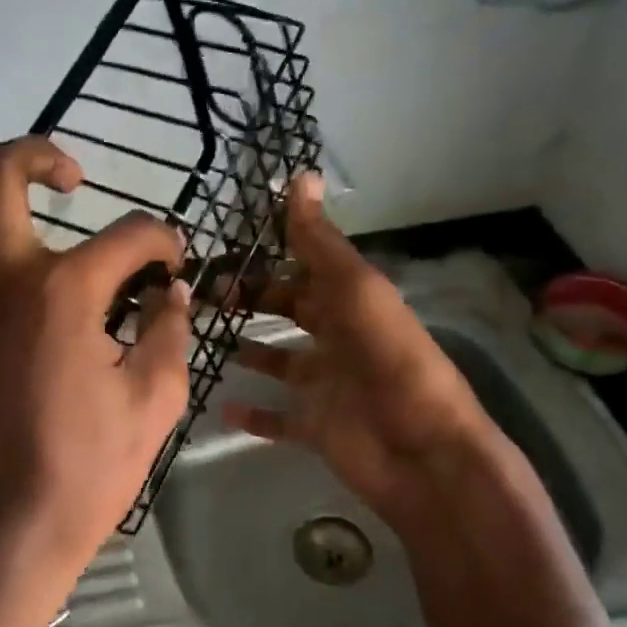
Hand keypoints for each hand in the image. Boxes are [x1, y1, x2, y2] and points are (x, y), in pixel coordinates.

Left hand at [0, 137, 191, 626]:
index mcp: (64, 290)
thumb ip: (169, 331)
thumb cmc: (91, 467)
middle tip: (69, 178)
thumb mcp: (155, 399)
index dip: (163, 241)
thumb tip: (173, 291)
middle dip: (39, 155)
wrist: (10, 526)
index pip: (129, 236)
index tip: (172, 261)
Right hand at [222, 175, 501, 534]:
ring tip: (204, 339)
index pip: (306, 268)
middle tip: (204, 294)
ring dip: (250, 352)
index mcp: (352, 302)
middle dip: (252, 299)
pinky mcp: (316, 427)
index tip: (225, 244)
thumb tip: (300, 175)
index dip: (271, 254)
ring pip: (280, 362)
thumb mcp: (356, 291)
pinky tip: (222, 406)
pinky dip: (253, 414)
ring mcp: (326, 385)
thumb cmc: (389, 362)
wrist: (423, 451)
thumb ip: (321, 242)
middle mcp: (338, 338)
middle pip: (290, 311)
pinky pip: (278, 418)